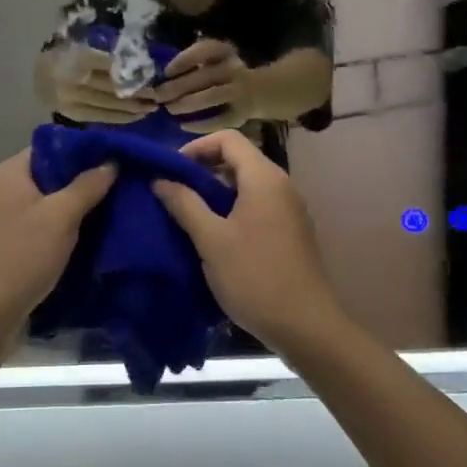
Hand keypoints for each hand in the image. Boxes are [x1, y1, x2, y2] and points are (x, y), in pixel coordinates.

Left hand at [0, 150, 116, 340]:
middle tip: (116, 191)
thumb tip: (110, 161)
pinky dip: (56, 230)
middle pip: (47, 175)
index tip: (114, 163)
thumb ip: (87, 186)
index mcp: (7, 172)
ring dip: (70, 210)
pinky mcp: (0, 244)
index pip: (50, 147)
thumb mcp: (61, 218)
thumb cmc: (21, 257)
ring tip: (105, 215)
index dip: (83, 153)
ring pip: (43, 203)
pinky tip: (81, 240)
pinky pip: (34, 225)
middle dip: (80, 183)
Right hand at [44, 44, 154, 123]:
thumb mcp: (84, 45)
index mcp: (80, 58)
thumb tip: (139, 62)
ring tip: (152, 108)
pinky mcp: (73, 114)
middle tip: (158, 96)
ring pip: (110, 106)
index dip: (134, 72)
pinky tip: (135, 117)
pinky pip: (102, 117)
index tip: (152, 74)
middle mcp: (76, 80)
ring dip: (134, 109)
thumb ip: (106, 54)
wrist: (38, 75)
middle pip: (114, 89)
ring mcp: (74, 100)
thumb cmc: (66, 55)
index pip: (113, 66)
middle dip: (139, 94)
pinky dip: (120, 118)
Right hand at [150, 130, 342, 353]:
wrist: (306, 327)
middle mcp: (281, 185)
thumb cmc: (255, 277)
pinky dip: (233, 208)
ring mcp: (289, 208)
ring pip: (247, 184)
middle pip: (238, 159)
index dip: (196, 147)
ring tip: (189, 214)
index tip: (172, 171)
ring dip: (216, 191)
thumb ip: (184, 204)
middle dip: (203, 170)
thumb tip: (160, 179)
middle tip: (175, 192)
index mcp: (264, 178)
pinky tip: (215, 235)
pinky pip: (257, 204)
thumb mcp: (211, 240)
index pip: (228, 139)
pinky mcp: (291, 230)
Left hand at [153, 38, 256, 128]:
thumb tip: (160, 78)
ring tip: (170, 109)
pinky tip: (183, 125)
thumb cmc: (222, 74)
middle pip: (204, 75)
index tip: (167, 72)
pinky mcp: (242, 114)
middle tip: (158, 96)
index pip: (206, 49)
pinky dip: (201, 124)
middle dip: (178, 86)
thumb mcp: (211, 62)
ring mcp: (240, 91)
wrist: (259, 91)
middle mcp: (234, 68)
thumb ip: (191, 66)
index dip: (184, 60)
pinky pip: (220, 119)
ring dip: (187, 103)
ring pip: (212, 96)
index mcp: (225, 52)